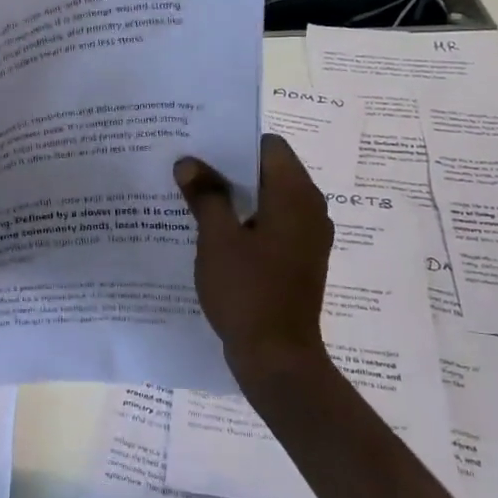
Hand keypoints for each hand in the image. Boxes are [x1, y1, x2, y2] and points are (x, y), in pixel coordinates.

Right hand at [174, 134, 334, 389]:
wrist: (277, 357)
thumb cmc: (247, 291)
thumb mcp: (217, 239)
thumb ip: (205, 195)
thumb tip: (189, 163)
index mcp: (295, 195)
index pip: (269, 146)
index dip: (234, 141)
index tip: (199, 145)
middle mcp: (309, 209)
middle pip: (268, 172)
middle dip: (228, 169)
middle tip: (187, 169)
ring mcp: (307, 237)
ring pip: (268, 200)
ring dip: (235, 197)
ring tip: (192, 197)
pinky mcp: (299, 260)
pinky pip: (271, 226)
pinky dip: (245, 222)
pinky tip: (211, 233)